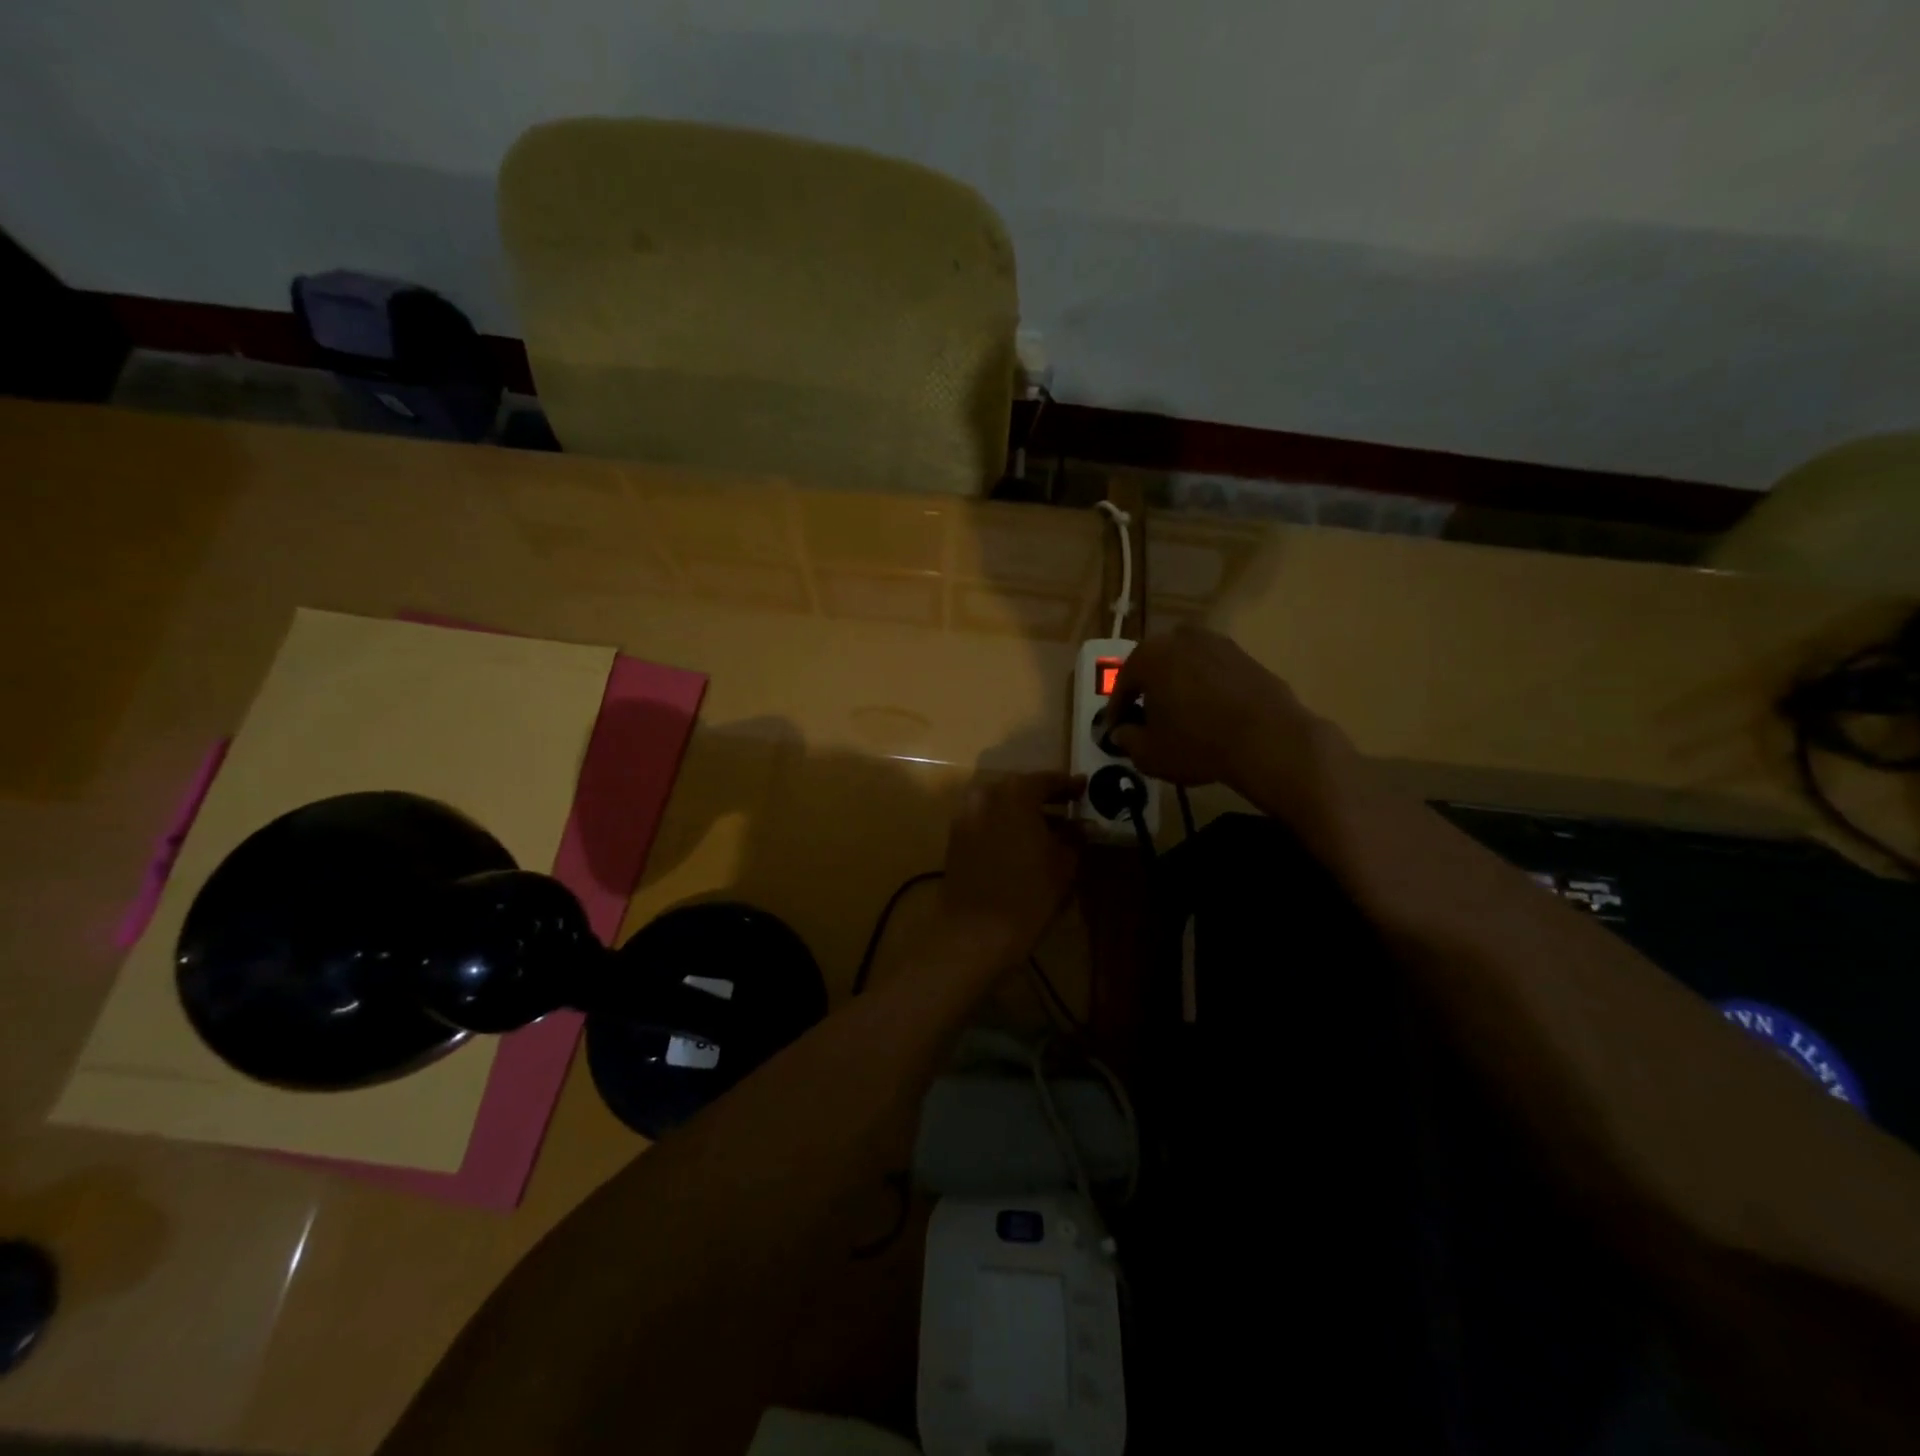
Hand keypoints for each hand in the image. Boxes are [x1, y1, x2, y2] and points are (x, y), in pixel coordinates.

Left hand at [937, 771, 1082, 964]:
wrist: (975, 931)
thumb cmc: (1028, 894)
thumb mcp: (1063, 864)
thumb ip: (1074, 837)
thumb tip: (1086, 825)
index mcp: (1015, 793)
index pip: (1047, 780)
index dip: (1069, 786)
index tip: (1085, 789)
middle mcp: (985, 795)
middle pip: (1020, 790)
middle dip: (1044, 799)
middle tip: (1069, 808)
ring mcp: (965, 816)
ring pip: (1001, 806)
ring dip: (1023, 814)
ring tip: (1048, 831)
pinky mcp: (955, 838)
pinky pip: (986, 822)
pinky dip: (1005, 826)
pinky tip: (1023, 844)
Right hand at [1105, 626, 1321, 790]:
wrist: (1268, 740)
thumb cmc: (1197, 743)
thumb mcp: (1150, 753)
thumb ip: (1128, 740)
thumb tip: (1122, 732)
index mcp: (1149, 656)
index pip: (1123, 685)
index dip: (1118, 710)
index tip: (1116, 729)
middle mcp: (1181, 638)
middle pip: (1155, 667)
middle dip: (1148, 691)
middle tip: (1147, 719)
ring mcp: (1217, 643)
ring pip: (1185, 666)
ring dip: (1178, 686)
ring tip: (1181, 716)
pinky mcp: (1246, 656)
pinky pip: (1214, 672)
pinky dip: (1207, 689)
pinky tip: (1210, 714)